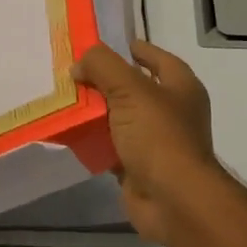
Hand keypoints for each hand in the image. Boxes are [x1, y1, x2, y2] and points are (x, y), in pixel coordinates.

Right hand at [71, 41, 226, 242]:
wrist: (174, 200)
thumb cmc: (159, 136)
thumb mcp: (130, 89)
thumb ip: (103, 66)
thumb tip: (80, 65)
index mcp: (181, 87)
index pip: (158, 58)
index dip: (134, 49)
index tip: (105, 46)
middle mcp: (172, 111)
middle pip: (134, 88)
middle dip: (105, 81)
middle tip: (74, 73)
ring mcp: (156, 141)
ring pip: (120, 118)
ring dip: (96, 112)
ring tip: (65, 100)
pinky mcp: (139, 167)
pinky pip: (111, 147)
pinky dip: (93, 141)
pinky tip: (70, 133)